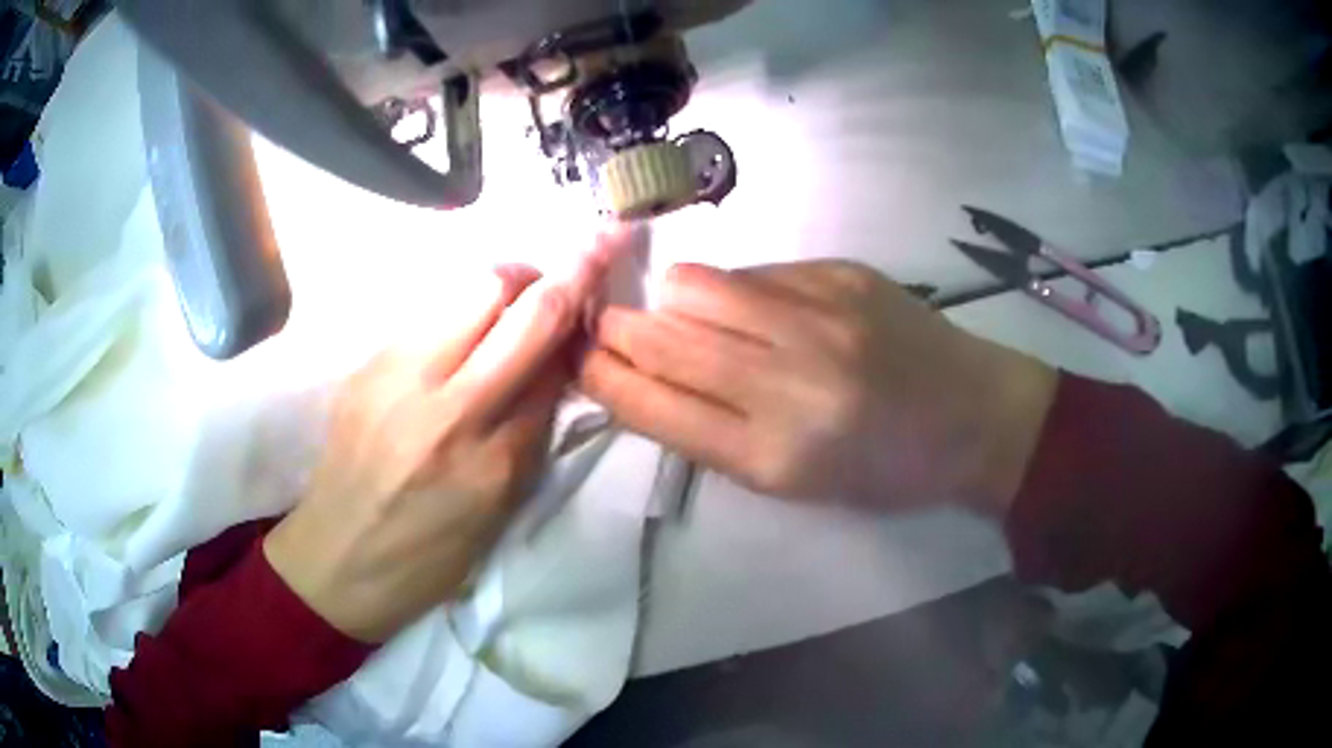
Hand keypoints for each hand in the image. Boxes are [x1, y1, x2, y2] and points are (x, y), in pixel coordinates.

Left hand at [264, 235, 614, 642]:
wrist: (336, 560)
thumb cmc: (427, 556)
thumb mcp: (498, 512)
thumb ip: (530, 432)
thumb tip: (555, 363)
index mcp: (489, 463)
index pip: (552, 364)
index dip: (583, 314)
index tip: (607, 268)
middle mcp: (443, 407)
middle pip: (514, 303)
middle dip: (560, 269)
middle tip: (577, 263)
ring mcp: (395, 377)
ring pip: (468, 288)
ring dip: (509, 281)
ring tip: (518, 297)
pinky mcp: (366, 365)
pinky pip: (429, 311)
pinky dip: (463, 307)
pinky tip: (462, 334)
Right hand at [578, 260, 1056, 514]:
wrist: (972, 416)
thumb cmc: (882, 468)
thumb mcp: (791, 482)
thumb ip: (711, 431)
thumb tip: (642, 377)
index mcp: (774, 456)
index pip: (654, 406)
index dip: (603, 378)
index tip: (578, 361)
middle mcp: (790, 380)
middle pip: (662, 336)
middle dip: (614, 328)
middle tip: (605, 325)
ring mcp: (819, 315)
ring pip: (696, 285)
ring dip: (674, 302)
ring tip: (697, 320)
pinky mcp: (841, 273)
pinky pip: (753, 271)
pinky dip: (737, 292)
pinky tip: (768, 312)